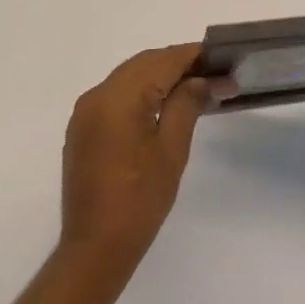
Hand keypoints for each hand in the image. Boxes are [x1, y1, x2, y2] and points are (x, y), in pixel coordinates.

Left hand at [60, 44, 215, 270]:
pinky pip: (116, 94)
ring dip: (160, 75)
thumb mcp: (171, 150)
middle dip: (178, 63)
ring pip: (129, 76)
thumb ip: (186, 105)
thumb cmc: (139, 200)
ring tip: (195, 87)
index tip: (221, 58)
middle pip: (143, 63)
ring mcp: (86, 112)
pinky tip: (164, 104)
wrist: (95, 247)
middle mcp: (97, 96)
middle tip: (213, 73)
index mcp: (118, 98)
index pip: (162, 62)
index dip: (193, 56)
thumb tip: (201, 80)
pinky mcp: (83, 128)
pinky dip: (141, 91)